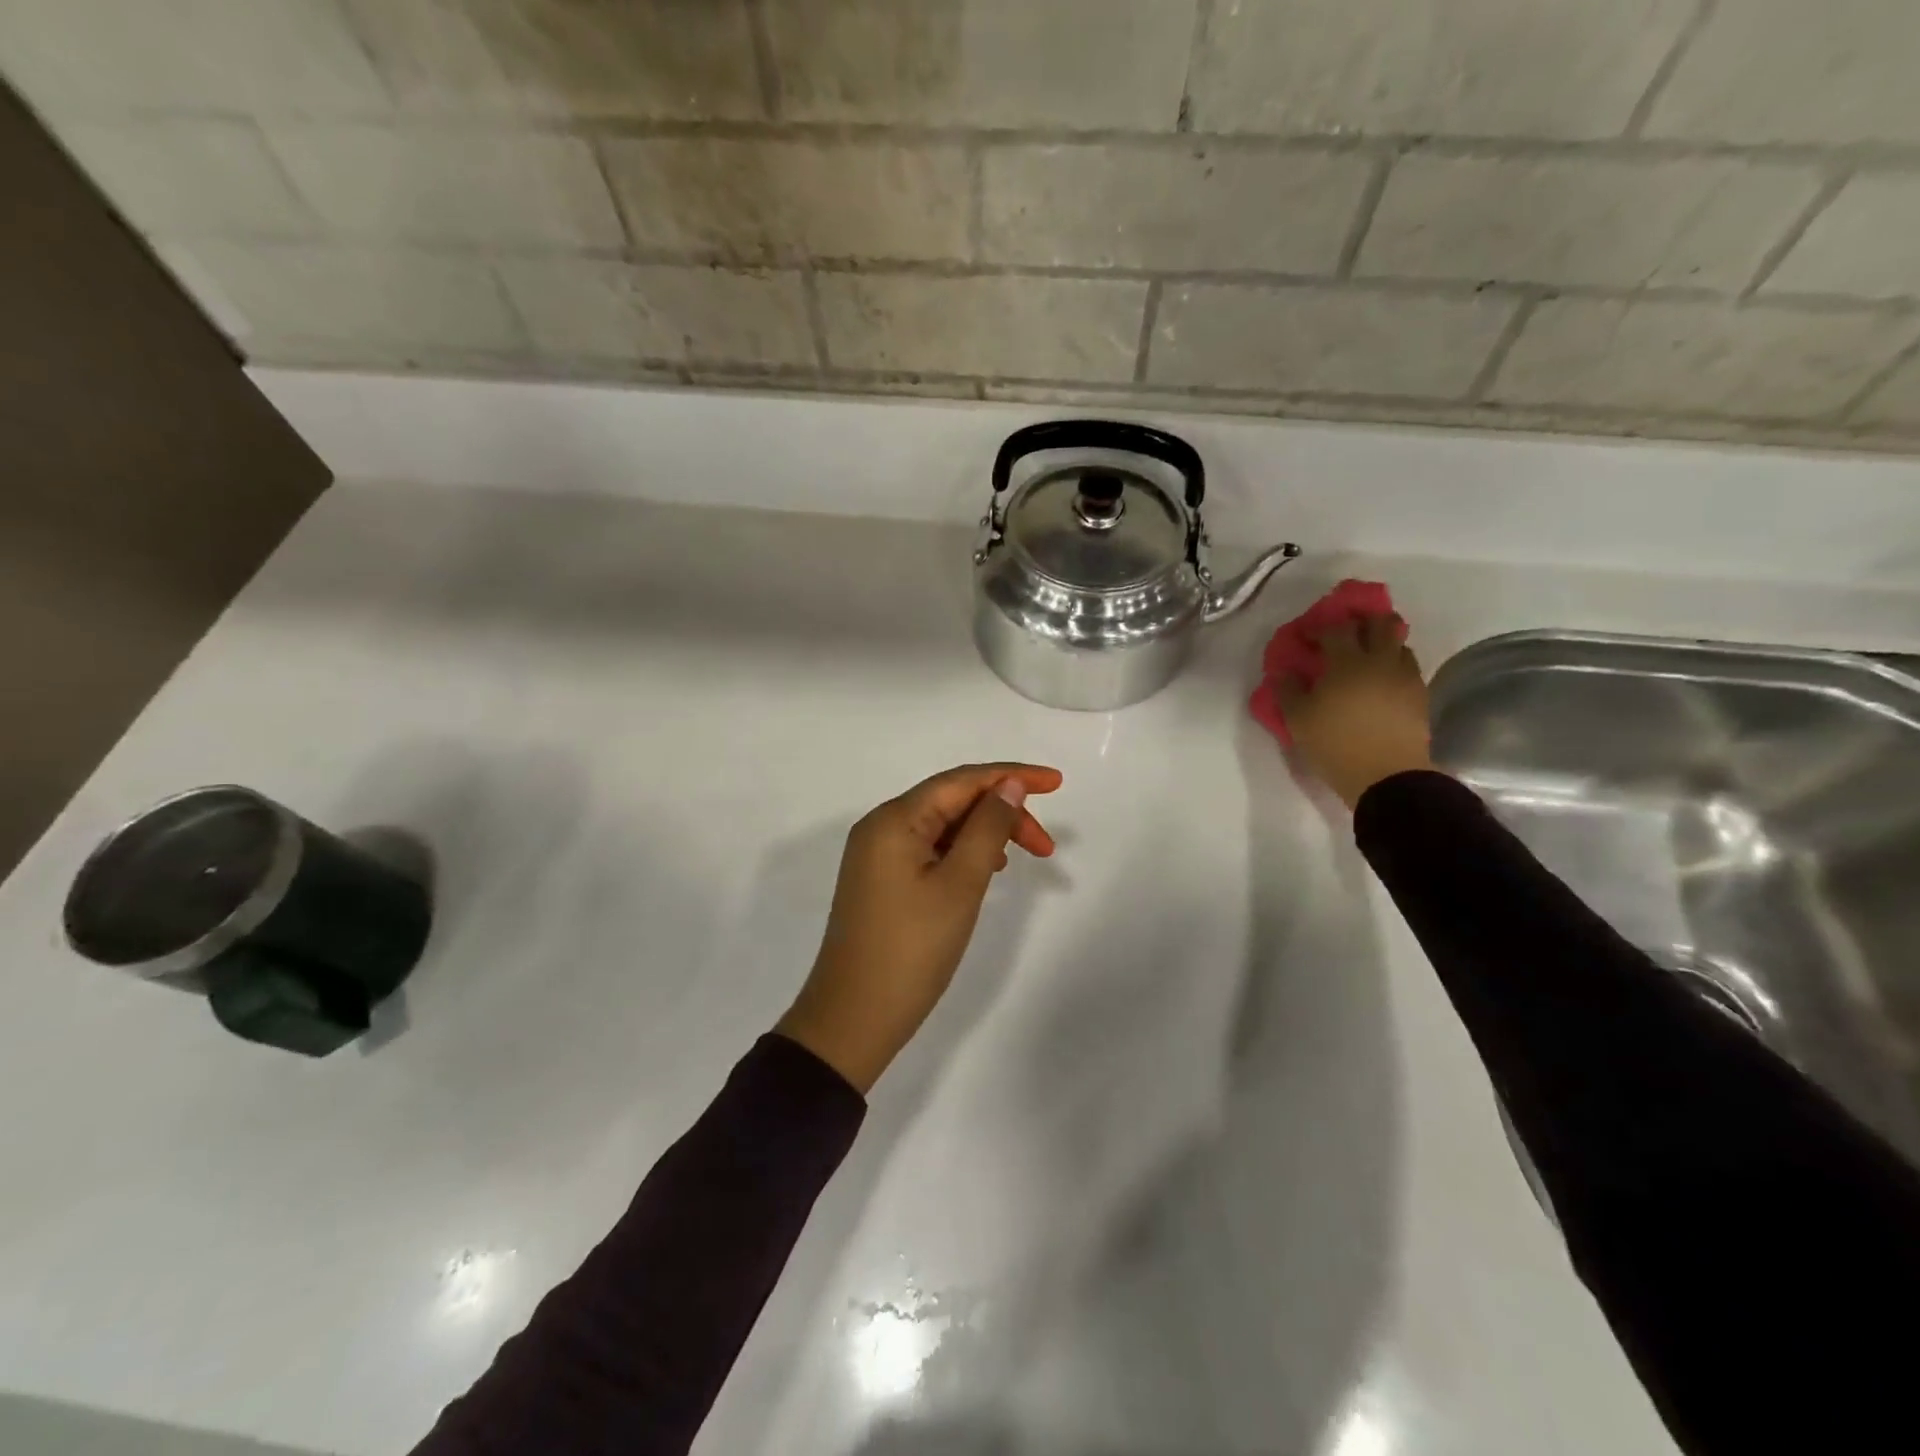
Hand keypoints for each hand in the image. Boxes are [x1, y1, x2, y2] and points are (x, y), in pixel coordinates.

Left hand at [775, 762, 1062, 1092]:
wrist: (853, 1020)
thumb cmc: (911, 950)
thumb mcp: (960, 885)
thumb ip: (988, 829)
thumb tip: (1009, 786)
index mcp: (894, 819)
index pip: (961, 781)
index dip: (1012, 776)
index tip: (1057, 783)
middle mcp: (880, 827)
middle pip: (951, 801)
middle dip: (1002, 813)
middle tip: (1046, 847)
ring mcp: (876, 856)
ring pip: (942, 826)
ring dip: (985, 833)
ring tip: (1022, 856)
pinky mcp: (880, 882)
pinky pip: (928, 850)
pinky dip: (962, 853)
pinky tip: (986, 870)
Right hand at [1278, 614, 1433, 808]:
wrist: (1387, 777)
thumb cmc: (1335, 745)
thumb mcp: (1298, 721)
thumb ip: (1288, 691)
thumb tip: (1284, 672)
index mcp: (1347, 662)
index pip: (1336, 628)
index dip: (1320, 626)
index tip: (1307, 634)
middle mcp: (1380, 661)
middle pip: (1381, 624)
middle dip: (1364, 620)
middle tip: (1348, 632)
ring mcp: (1405, 677)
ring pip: (1400, 645)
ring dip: (1383, 644)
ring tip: (1368, 659)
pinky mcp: (1420, 696)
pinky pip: (1408, 669)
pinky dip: (1395, 667)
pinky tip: (1383, 682)